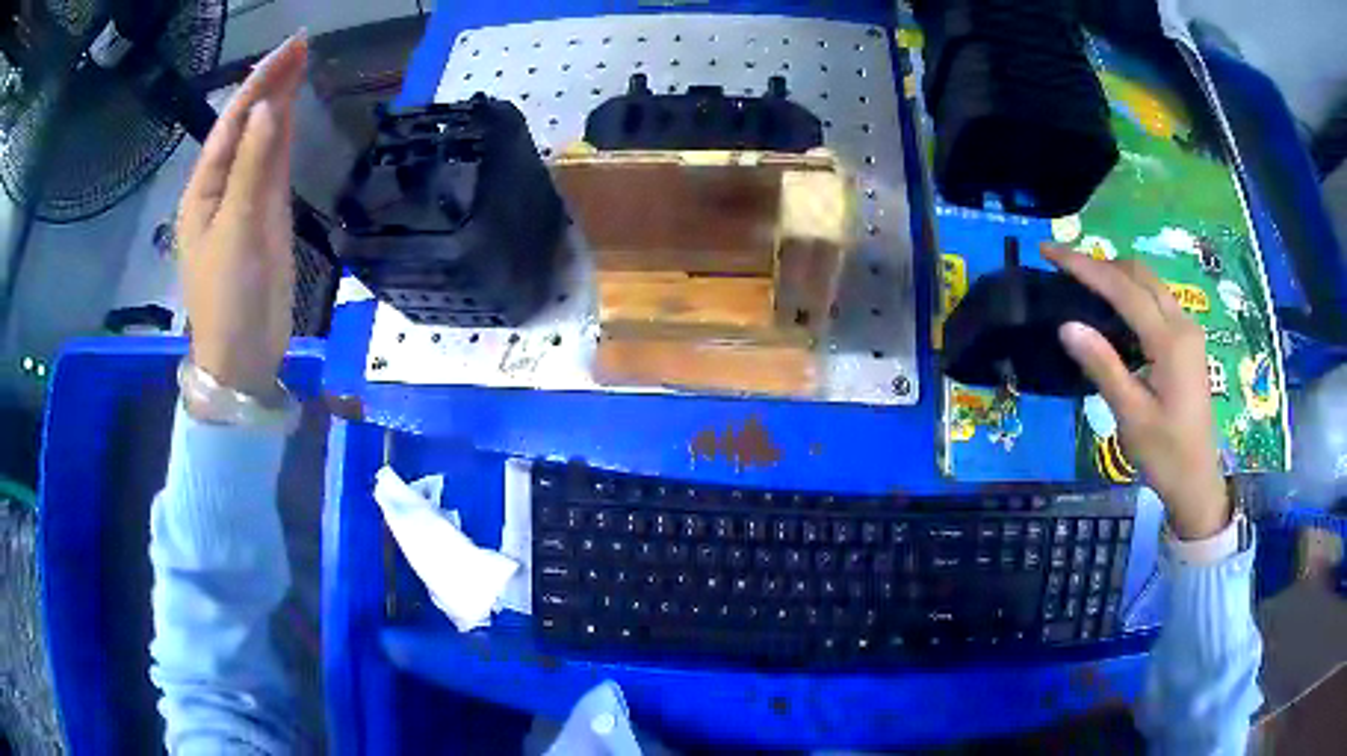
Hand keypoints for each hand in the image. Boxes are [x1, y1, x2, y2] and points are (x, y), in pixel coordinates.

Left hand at [178, 33, 307, 398]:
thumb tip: (270, 109)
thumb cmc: (228, 297)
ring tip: (301, 66)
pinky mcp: (266, 215)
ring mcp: (245, 199)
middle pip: (247, 125)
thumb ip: (253, 169)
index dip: (260, 82)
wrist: (243, 354)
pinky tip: (292, 112)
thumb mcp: (237, 230)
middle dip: (271, 84)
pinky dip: (283, 135)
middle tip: (303, 46)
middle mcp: (222, 185)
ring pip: (262, 141)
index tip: (292, 46)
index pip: (233, 122)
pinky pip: (273, 165)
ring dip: (279, 104)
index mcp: (205, 187)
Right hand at [1044, 245, 1229, 539]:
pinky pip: (1156, 300)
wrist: (1197, 481)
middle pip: (1138, 273)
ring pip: (1149, 283)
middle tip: (1063, 267)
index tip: (1048, 251)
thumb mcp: (1131, 416)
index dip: (1084, 266)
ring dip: (1115, 275)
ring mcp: (1188, 330)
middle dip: (1099, 263)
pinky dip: (1130, 292)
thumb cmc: (1165, 455)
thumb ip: (1103, 366)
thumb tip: (1066, 325)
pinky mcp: (1187, 341)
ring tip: (1082, 282)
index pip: (1123, 288)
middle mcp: (1182, 324)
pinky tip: (1112, 308)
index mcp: (1170, 341)